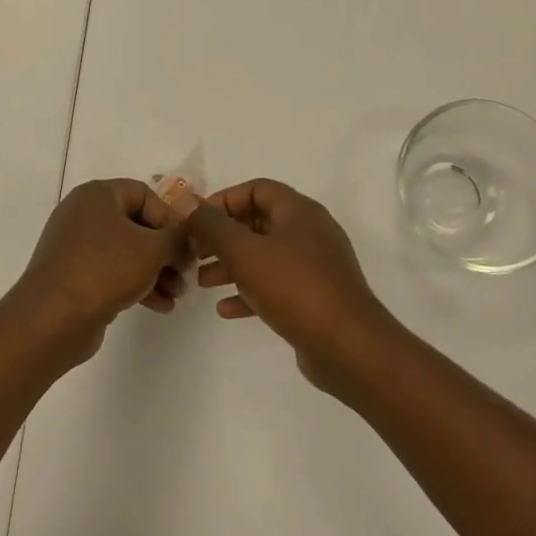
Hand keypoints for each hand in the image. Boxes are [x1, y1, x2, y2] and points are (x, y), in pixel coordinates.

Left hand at [13, 179, 188, 359]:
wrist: (52, 318)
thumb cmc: (105, 269)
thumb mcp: (153, 248)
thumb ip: (177, 236)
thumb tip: (186, 234)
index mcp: (97, 195)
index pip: (144, 194)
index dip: (171, 218)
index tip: (187, 245)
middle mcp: (83, 215)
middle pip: (136, 225)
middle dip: (166, 251)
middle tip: (186, 273)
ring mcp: (75, 247)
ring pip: (126, 252)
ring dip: (156, 271)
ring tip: (177, 295)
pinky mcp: (73, 276)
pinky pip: (112, 272)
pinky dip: (136, 284)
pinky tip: (160, 306)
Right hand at [187, 179, 402, 391]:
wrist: (347, 346)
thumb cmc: (294, 288)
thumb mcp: (245, 252)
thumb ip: (213, 226)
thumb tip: (188, 203)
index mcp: (299, 212)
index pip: (256, 189)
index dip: (223, 200)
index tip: (196, 222)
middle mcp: (310, 233)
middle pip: (258, 223)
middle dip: (222, 236)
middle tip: (193, 252)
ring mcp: (314, 267)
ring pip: (264, 256)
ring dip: (231, 265)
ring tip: (201, 281)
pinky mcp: (314, 298)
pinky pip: (275, 286)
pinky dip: (249, 292)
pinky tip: (225, 309)